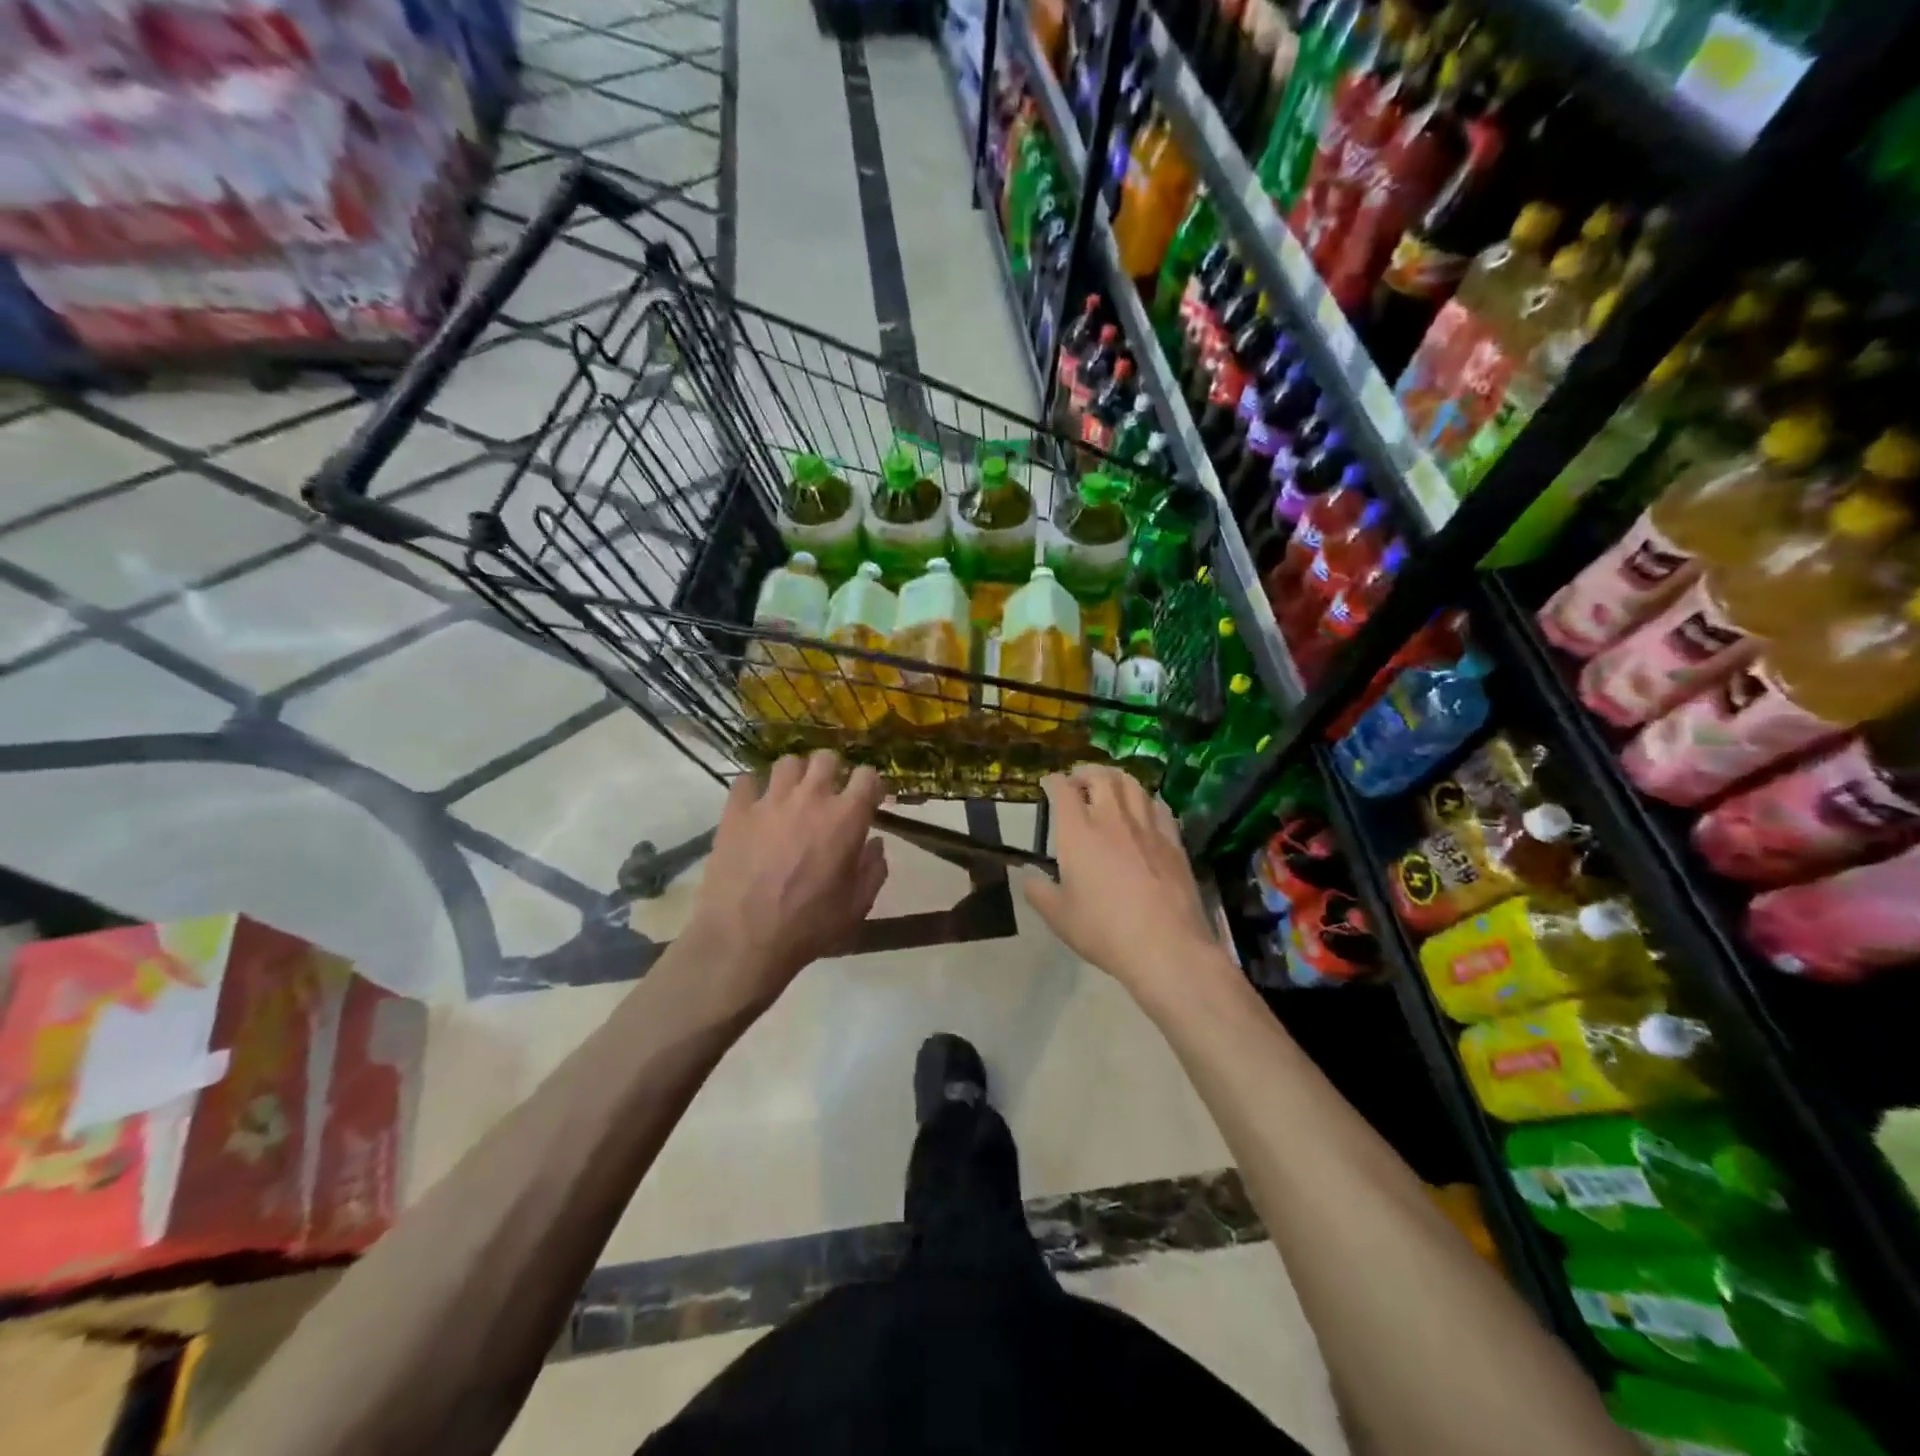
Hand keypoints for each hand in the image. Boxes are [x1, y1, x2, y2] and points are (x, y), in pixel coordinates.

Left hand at [684, 751, 887, 1008]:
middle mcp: (810, 798)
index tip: (868, 799)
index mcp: (846, 818)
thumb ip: (874, 869)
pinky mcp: (736, 811)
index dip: (870, 784)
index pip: (868, 775)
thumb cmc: (808, 926)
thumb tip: (876, 844)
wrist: (743, 940)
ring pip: (787, 763)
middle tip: (828, 794)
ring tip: (791, 796)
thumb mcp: (857, 906)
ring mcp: (770, 801)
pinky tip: (756, 806)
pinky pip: (746, 780)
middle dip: (833, 771)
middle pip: (826, 759)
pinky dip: (754, 789)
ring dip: (795, 776)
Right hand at [1022, 766, 1225, 1000]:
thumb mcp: (1058, 917)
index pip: (1063, 790)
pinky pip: (1159, 806)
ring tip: (1110, 786)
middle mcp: (1112, 820)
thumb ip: (1038, 892)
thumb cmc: (1103, 931)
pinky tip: (1144, 808)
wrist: (1165, 946)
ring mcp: (1147, 827)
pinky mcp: (1173, 841)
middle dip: (1085, 772)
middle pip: (1101, 777)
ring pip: (1132, 785)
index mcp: (1078, 833)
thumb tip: (1028, 876)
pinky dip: (1145, 800)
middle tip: (1078, 780)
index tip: (1048, 784)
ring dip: (1116, 778)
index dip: (1053, 781)